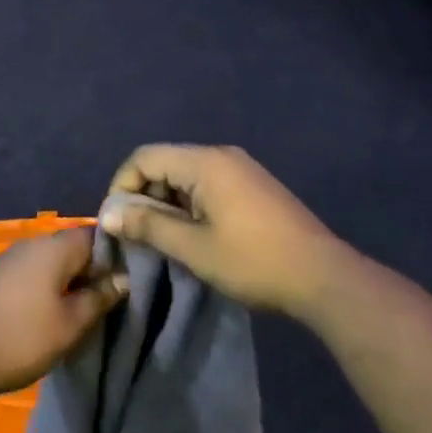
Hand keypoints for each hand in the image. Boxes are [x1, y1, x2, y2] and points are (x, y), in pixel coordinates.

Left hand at [0, 228, 126, 400]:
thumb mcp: (71, 324)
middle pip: (72, 246)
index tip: (127, 279)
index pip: (95, 235)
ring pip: (52, 260)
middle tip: (108, 300)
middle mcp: (32, 242)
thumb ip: (99, 298)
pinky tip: (52, 312)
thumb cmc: (23, 337)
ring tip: (83, 310)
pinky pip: (33, 271)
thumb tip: (122, 279)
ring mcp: (11, 257)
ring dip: (69, 280)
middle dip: (91, 270)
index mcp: (54, 246)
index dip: (114, 254)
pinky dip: (47, 286)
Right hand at [100, 145, 344, 318]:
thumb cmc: (253, 261)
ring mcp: (241, 168)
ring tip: (165, 240)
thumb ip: (148, 226)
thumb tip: (108, 215)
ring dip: (167, 203)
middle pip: (165, 163)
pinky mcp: (253, 185)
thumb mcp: (194, 248)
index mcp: (204, 162)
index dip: (122, 186)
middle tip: (139, 235)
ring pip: (186, 176)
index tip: (119, 223)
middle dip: (144, 195)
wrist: (323, 277)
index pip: (144, 157)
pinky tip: (195, 235)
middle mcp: (221, 155)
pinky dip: (190, 204)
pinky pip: (208, 184)